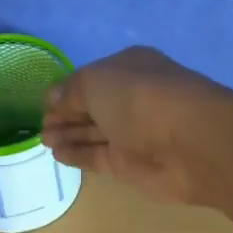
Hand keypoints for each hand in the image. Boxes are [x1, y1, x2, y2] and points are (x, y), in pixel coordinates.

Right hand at [42, 46, 231, 204]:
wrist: (192, 143)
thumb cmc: (142, 99)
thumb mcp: (96, 82)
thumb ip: (71, 91)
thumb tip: (53, 97)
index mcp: (129, 67)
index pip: (92, 78)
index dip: (67, 90)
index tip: (43, 103)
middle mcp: (133, 98)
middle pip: (93, 106)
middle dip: (66, 114)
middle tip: (40, 127)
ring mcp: (134, 133)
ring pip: (95, 132)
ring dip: (69, 134)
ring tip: (43, 140)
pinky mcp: (132, 165)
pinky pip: (98, 156)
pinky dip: (78, 154)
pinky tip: (57, 154)